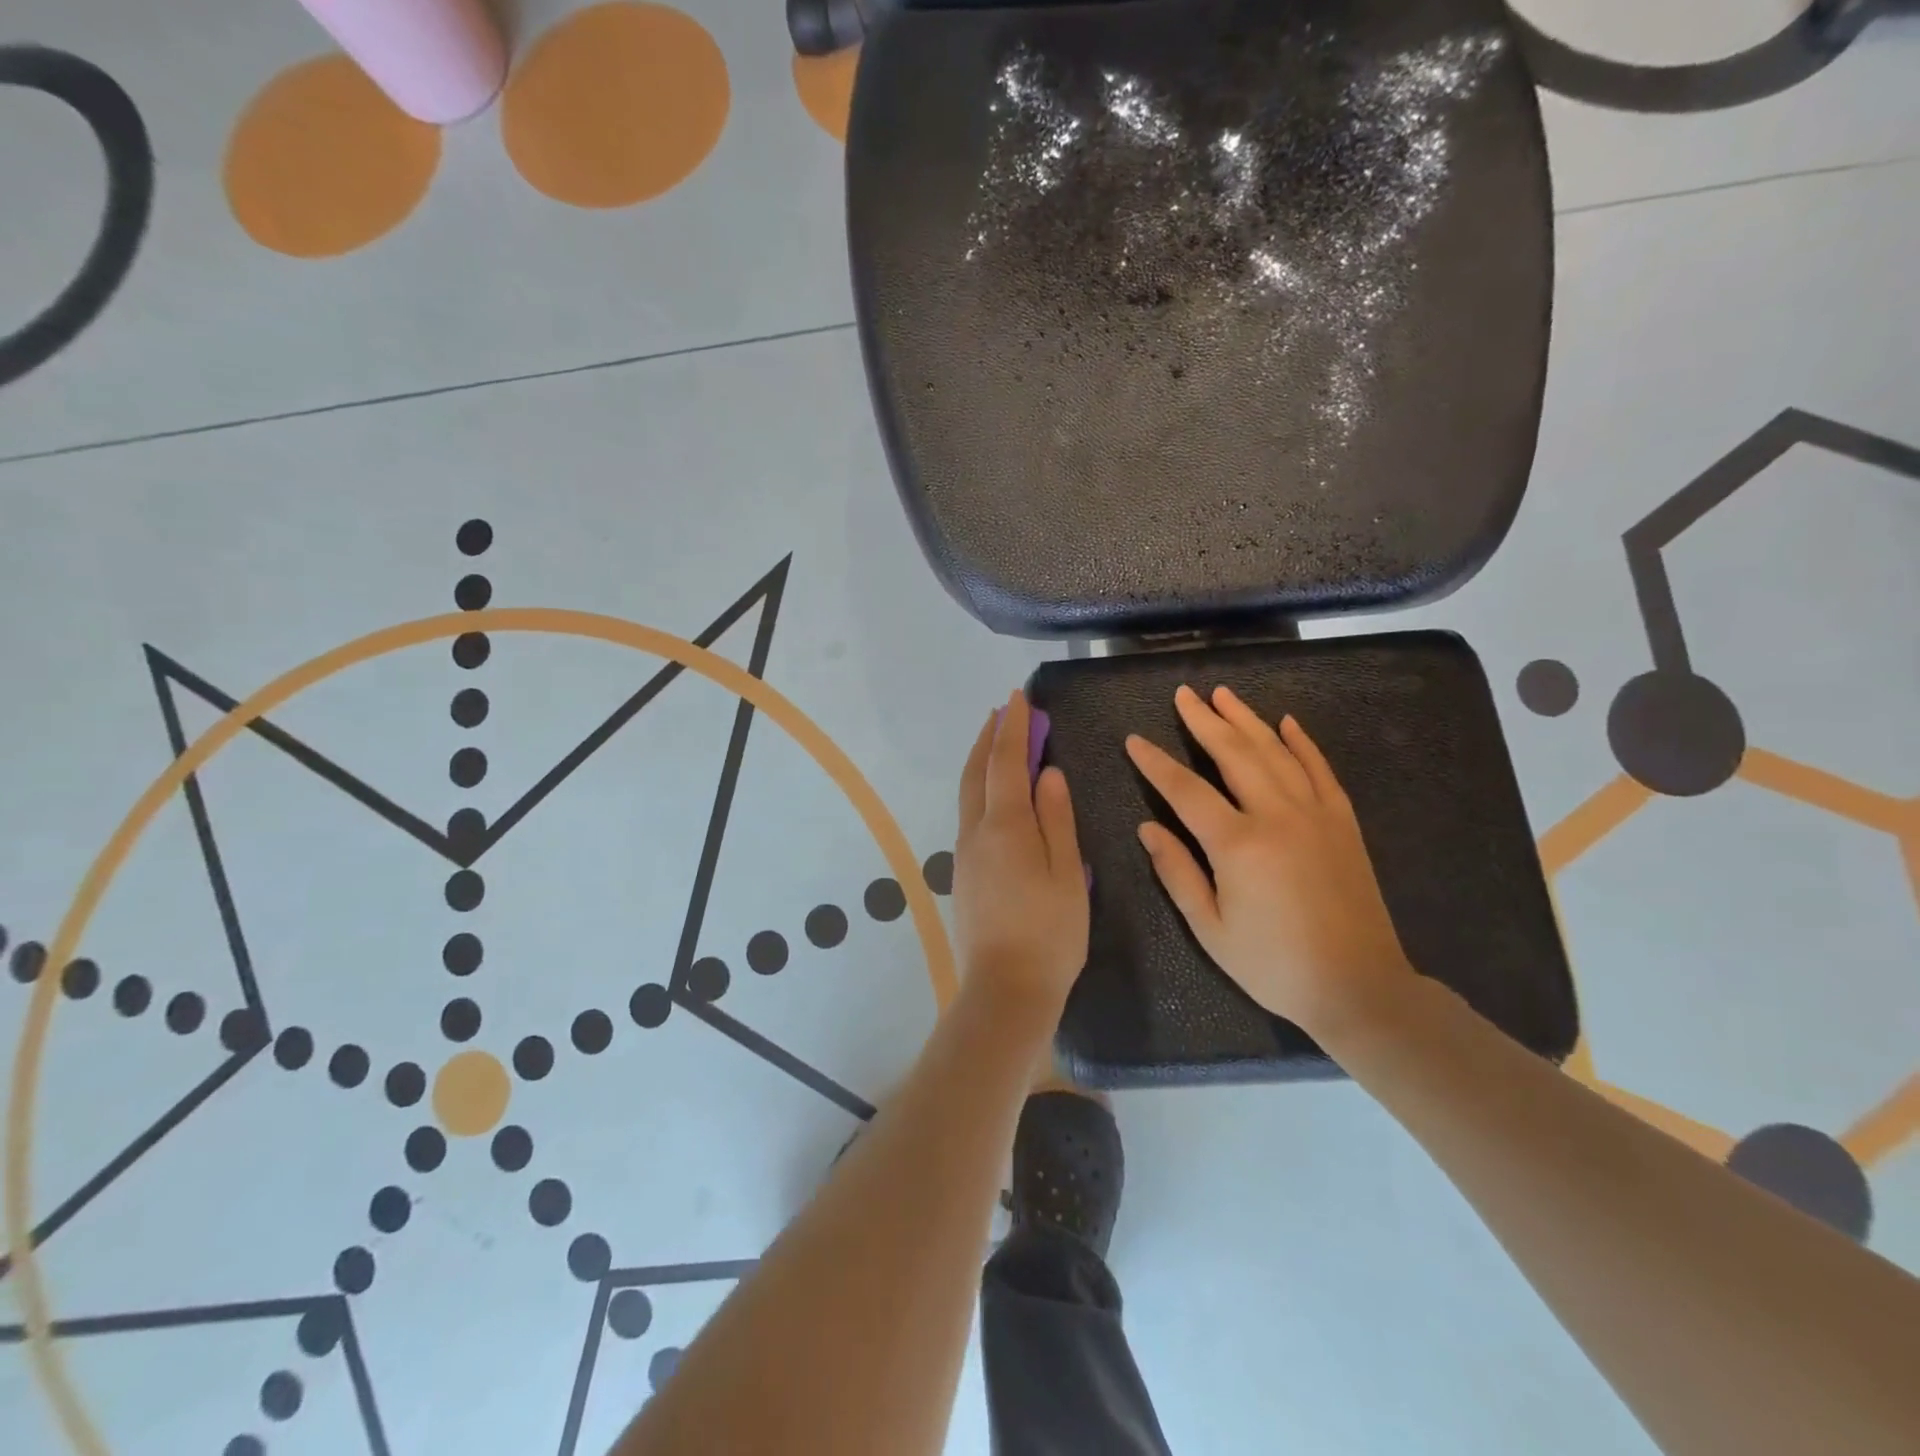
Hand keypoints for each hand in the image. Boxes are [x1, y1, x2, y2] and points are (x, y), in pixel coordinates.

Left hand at [953, 690, 1089, 1012]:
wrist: (1005, 990)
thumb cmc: (1049, 933)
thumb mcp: (1067, 873)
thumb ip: (1056, 819)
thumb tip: (1047, 773)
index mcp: (1005, 827)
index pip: (1006, 761)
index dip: (1013, 727)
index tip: (1018, 697)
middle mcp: (976, 832)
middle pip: (977, 772)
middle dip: (989, 737)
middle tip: (1004, 713)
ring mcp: (965, 854)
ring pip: (969, 793)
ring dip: (982, 761)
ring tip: (999, 743)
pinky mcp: (964, 874)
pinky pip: (970, 815)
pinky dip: (981, 789)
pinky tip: (997, 795)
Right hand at [1125, 685, 1414, 1038]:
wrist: (1359, 986)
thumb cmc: (1274, 964)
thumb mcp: (1210, 929)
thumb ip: (1177, 873)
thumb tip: (1147, 829)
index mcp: (1237, 844)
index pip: (1185, 790)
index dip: (1155, 763)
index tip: (1134, 740)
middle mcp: (1276, 815)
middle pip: (1233, 754)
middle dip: (1204, 721)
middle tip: (1183, 694)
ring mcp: (1315, 814)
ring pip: (1275, 752)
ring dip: (1247, 720)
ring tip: (1223, 694)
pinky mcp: (1342, 822)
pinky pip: (1320, 769)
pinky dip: (1302, 743)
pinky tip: (1287, 723)